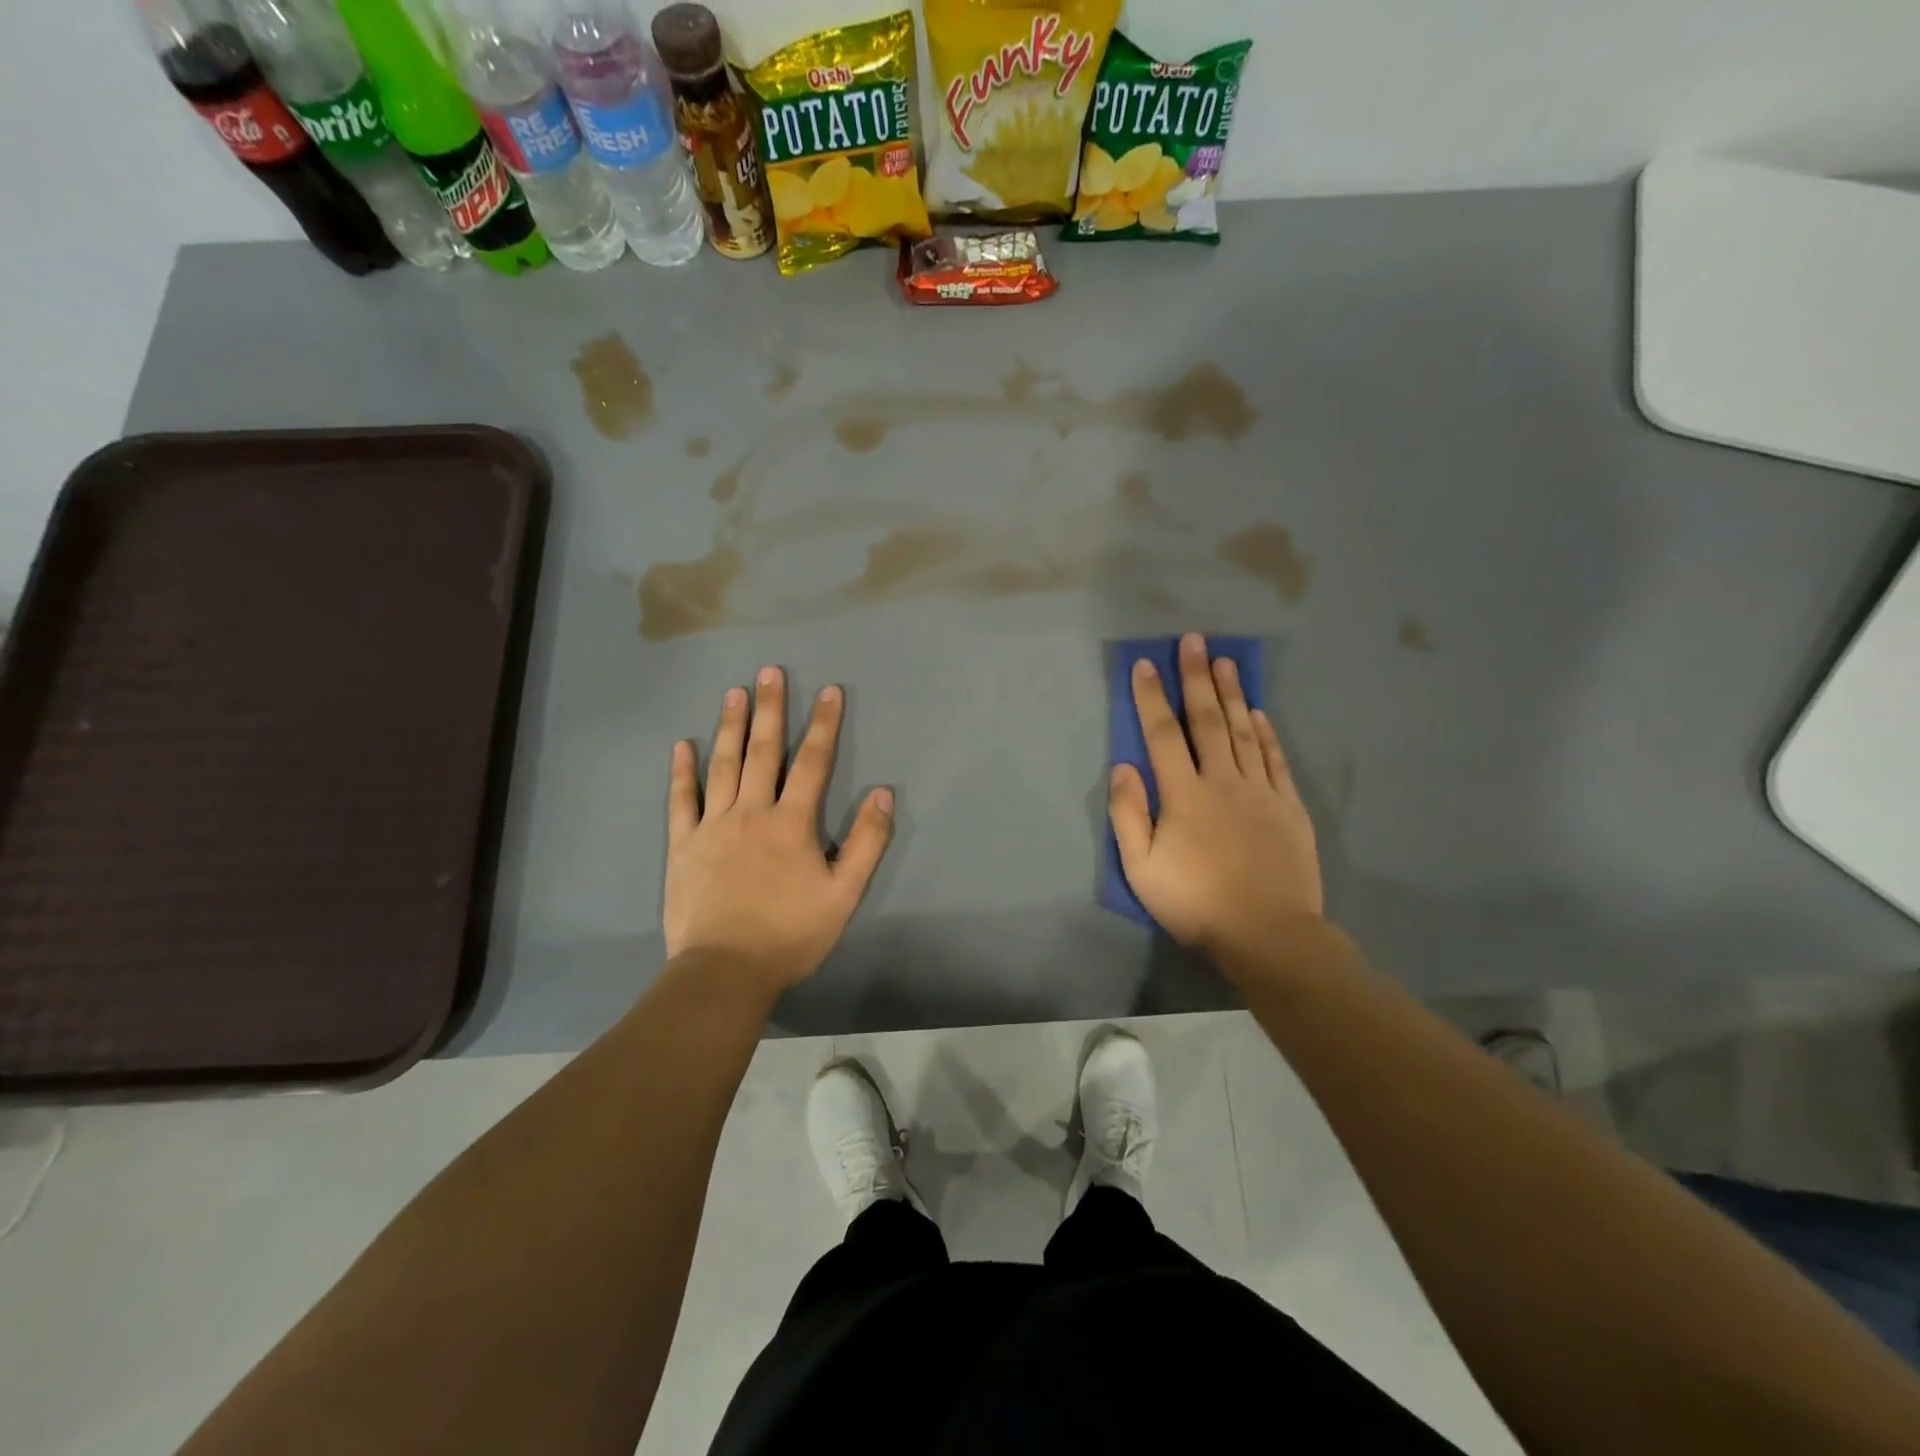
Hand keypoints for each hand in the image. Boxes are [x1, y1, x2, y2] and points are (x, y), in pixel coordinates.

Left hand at [665, 667, 892, 992]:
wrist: (725, 970)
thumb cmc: (790, 934)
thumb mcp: (844, 894)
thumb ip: (867, 842)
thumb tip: (883, 793)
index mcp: (792, 822)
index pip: (813, 762)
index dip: (824, 725)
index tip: (829, 690)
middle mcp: (752, 812)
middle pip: (764, 751)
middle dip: (771, 709)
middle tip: (770, 671)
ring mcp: (713, 825)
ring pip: (723, 765)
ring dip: (730, 727)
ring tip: (734, 693)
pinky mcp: (683, 845)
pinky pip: (681, 800)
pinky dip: (682, 772)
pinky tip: (682, 745)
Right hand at [1108, 633, 1324, 963]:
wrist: (1268, 934)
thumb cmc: (1196, 903)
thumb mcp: (1142, 868)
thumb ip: (1128, 814)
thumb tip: (1123, 766)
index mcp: (1184, 794)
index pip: (1163, 734)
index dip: (1152, 697)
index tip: (1145, 664)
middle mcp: (1223, 781)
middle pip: (1208, 721)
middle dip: (1197, 678)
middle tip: (1194, 641)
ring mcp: (1261, 792)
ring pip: (1245, 732)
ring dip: (1233, 694)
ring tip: (1226, 661)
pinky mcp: (1289, 808)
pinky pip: (1276, 760)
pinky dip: (1267, 733)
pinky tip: (1260, 714)